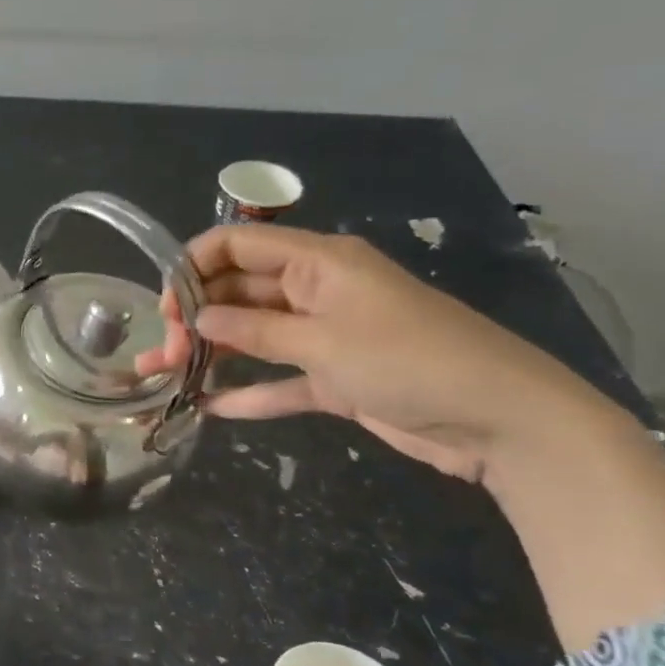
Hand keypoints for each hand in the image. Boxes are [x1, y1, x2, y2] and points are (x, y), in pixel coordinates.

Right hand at [137, 225, 604, 481]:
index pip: (239, 246)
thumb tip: (198, 318)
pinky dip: (248, 391)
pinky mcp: (335, 377)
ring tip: (164, 377)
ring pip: (253, 336)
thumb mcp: (324, 342)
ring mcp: (326, 335)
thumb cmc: (410, 361)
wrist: (500, 419)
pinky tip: (210, 408)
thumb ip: (254, 330)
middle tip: (164, 354)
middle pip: (239, 292)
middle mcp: (317, 291)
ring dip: (211, 354)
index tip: (166, 309)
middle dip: (196, 317)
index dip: (194, 268)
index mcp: (319, 263)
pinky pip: (279, 379)